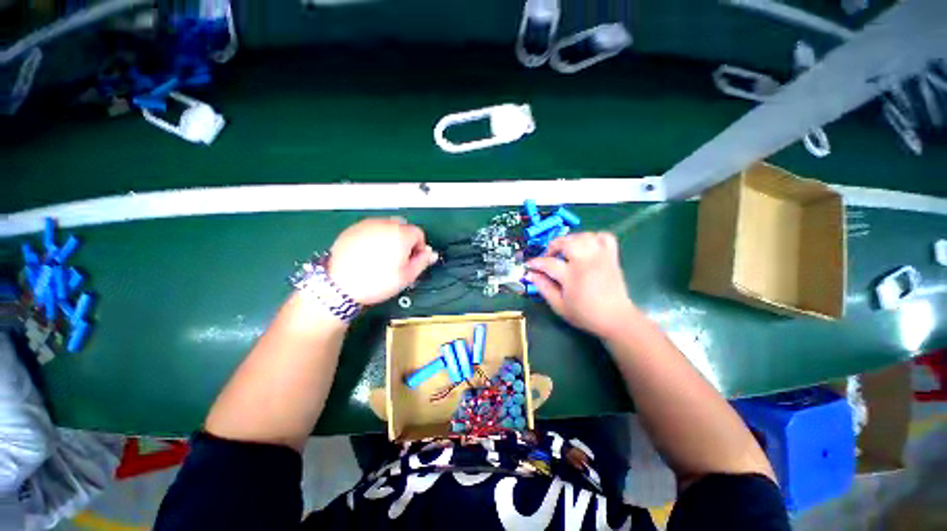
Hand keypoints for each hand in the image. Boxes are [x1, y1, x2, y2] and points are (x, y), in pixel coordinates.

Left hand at [327, 218, 437, 304]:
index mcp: (401, 234)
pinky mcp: (352, 229)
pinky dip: (374, 237)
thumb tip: (431, 253)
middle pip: (403, 228)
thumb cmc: (377, 282)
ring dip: (390, 238)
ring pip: (387, 227)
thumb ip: (423, 262)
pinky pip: (371, 229)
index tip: (411, 261)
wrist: (338, 286)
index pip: (419, 233)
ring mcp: (367, 224)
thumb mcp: (406, 276)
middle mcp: (385, 224)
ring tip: (381, 257)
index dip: (418, 248)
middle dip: (404, 241)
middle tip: (397, 260)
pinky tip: (367, 254)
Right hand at [525, 232, 636, 337]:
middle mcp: (586, 262)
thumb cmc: (585, 314)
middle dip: (553, 245)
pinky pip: (604, 237)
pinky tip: (587, 246)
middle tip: (550, 256)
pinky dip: (594, 238)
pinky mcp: (612, 257)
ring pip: (584, 236)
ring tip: (566, 250)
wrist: (616, 318)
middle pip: (567, 242)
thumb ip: (544, 288)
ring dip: (571, 239)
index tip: (530, 265)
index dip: (536, 263)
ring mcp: (601, 257)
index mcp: (572, 276)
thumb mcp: (559, 306)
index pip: (548, 263)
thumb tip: (531, 274)